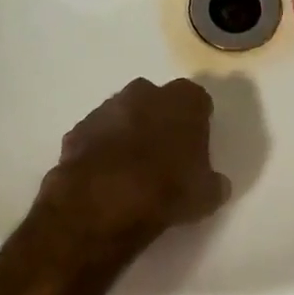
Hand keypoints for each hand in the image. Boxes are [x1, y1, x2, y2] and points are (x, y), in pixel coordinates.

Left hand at [37, 78, 230, 254]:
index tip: (196, 146)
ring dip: (128, 133)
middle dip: (159, 120)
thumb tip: (215, 183)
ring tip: (132, 169)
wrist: (103, 201)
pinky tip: (105, 177)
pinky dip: (101, 150)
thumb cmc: (167, 189)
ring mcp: (106, 108)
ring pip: (123, 115)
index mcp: (184, 100)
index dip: (198, 123)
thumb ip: (213, 182)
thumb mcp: (207, 195)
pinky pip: (96, 136)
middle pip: (157, 101)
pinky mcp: (78, 129)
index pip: (198, 101)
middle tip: (164, 154)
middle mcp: (145, 93)